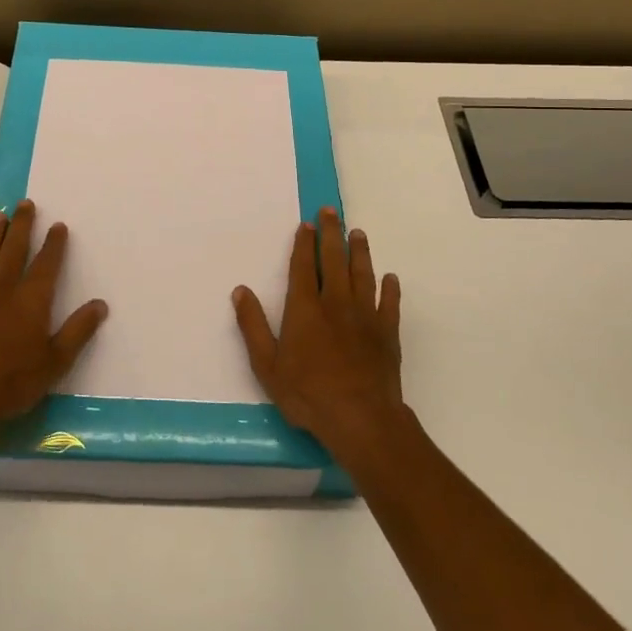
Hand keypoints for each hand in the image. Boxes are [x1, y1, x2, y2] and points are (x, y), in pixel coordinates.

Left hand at [0, 199, 107, 439]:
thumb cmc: (12, 381)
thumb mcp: (55, 362)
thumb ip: (78, 332)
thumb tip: (100, 305)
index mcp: (31, 300)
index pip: (47, 264)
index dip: (54, 244)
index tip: (58, 225)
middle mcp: (3, 289)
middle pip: (14, 249)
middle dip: (22, 225)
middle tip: (25, 203)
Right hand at [233, 207, 404, 461]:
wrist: (360, 418)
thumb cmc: (307, 393)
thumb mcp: (266, 364)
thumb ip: (252, 325)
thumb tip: (240, 291)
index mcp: (305, 308)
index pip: (304, 266)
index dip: (304, 243)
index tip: (307, 224)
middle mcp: (335, 303)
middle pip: (334, 260)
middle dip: (331, 234)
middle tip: (331, 212)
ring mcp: (365, 317)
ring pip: (362, 275)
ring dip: (360, 252)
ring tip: (358, 233)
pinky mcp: (387, 333)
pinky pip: (390, 304)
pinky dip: (390, 289)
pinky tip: (390, 278)